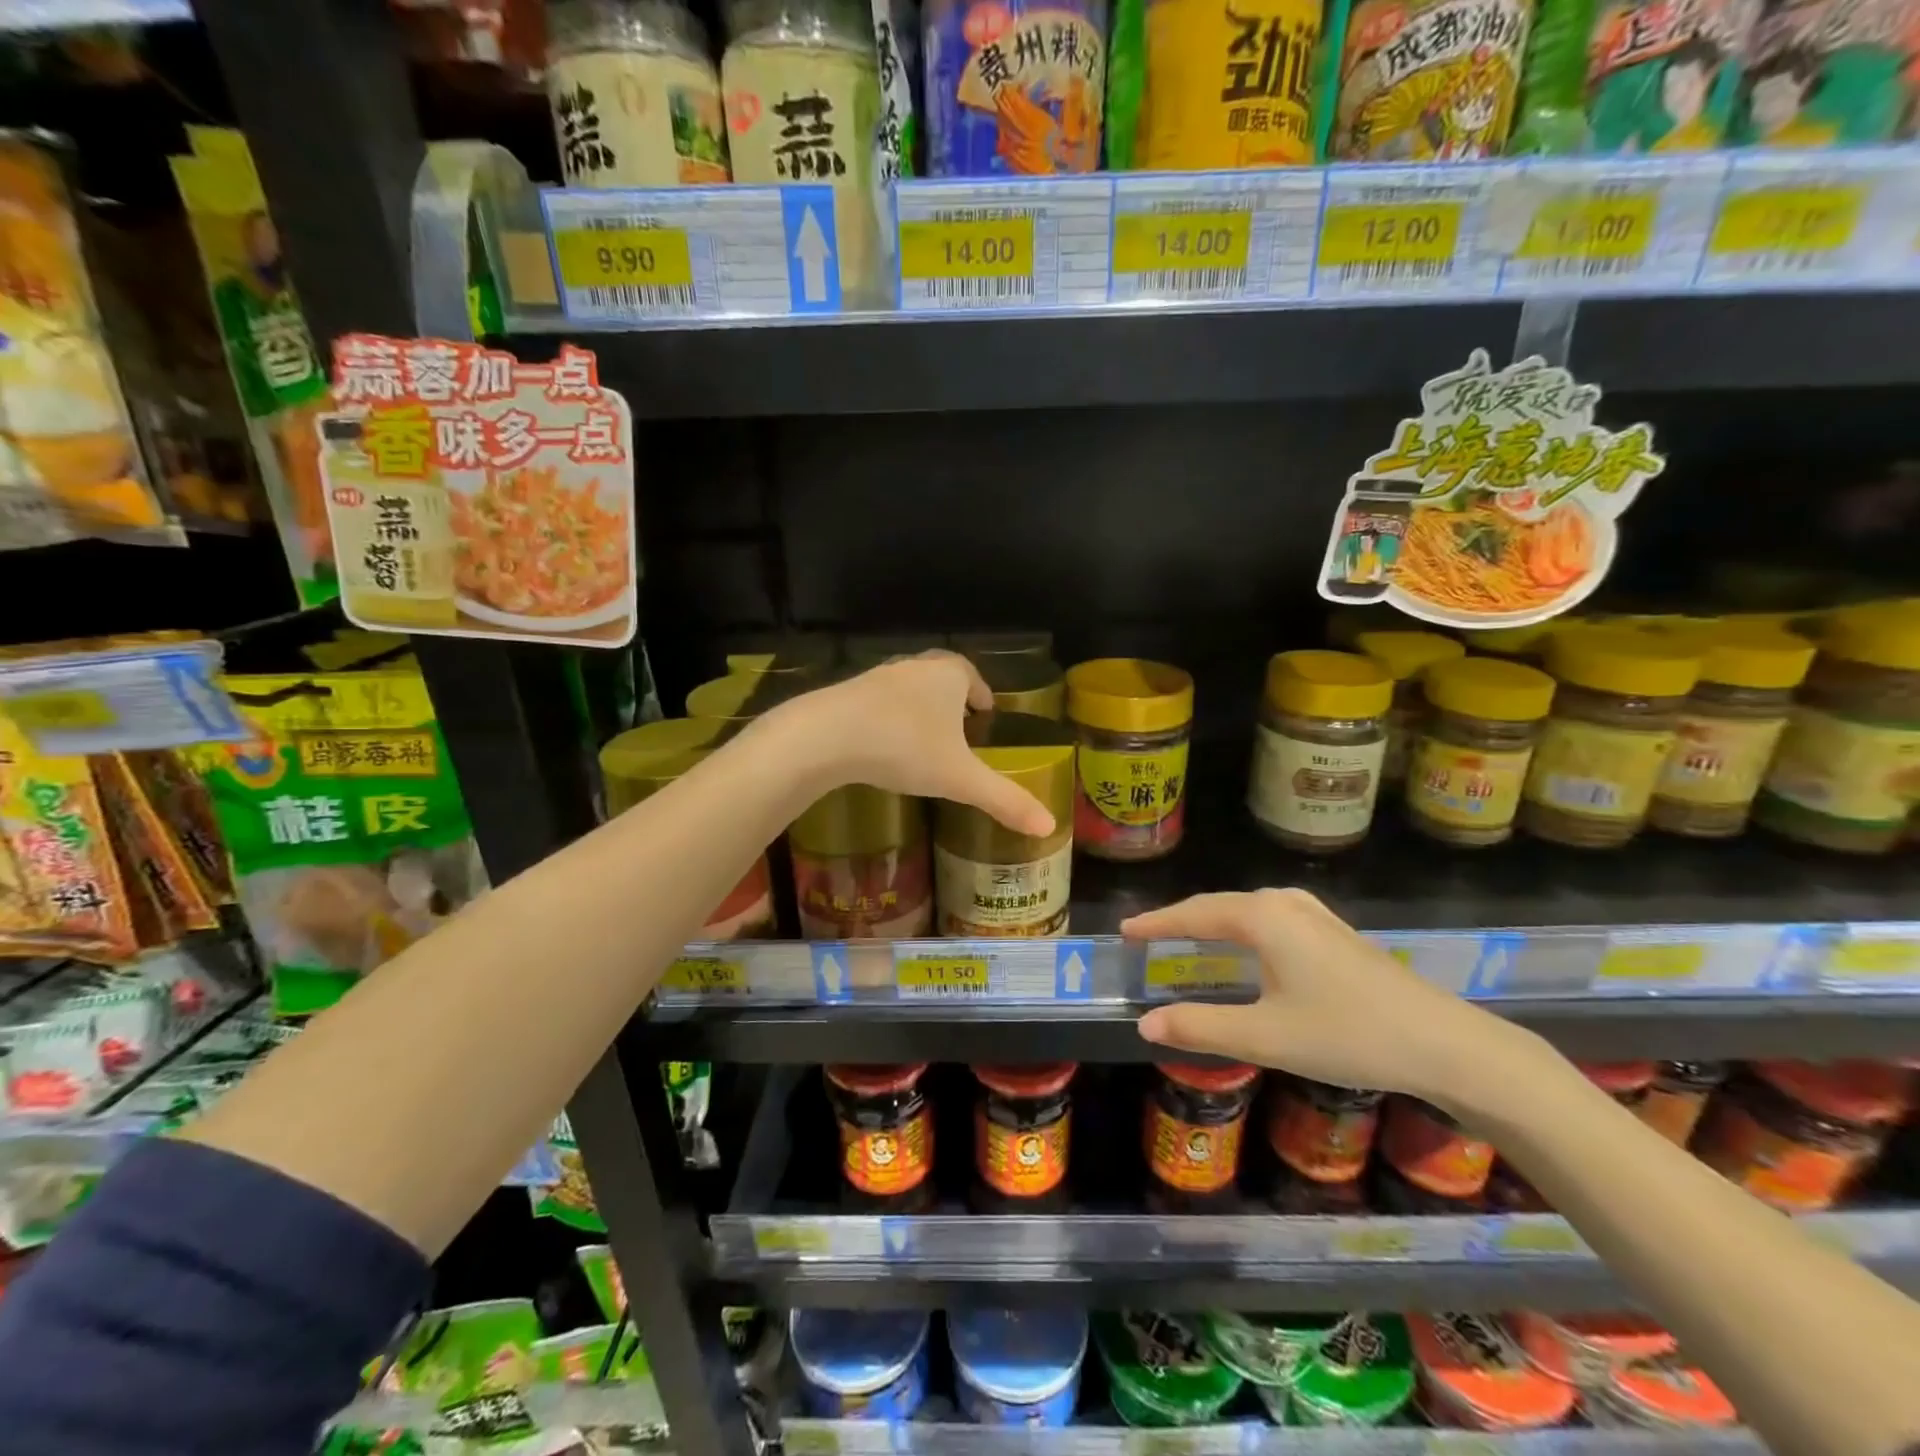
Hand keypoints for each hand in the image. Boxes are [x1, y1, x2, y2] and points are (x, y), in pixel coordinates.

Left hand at [775, 652, 1054, 837]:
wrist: (828, 735)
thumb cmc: (906, 748)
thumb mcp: (960, 779)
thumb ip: (1004, 800)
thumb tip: (1049, 825)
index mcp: (948, 676)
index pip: (970, 675)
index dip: (980, 691)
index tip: (984, 709)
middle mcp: (914, 668)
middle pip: (938, 676)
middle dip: (950, 697)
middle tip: (958, 721)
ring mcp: (876, 678)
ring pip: (906, 688)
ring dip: (916, 706)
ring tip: (922, 736)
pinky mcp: (845, 695)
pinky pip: (875, 703)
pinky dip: (885, 718)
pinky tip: (882, 743)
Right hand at [1126, 889, 1533, 1111]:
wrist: (1446, 1045)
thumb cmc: (1348, 1035)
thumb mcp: (1265, 1037)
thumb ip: (1200, 1027)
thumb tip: (1145, 1024)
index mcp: (1262, 918)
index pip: (1193, 914)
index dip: (1156, 923)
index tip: (1124, 930)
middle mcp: (1285, 904)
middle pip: (1218, 906)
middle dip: (1181, 920)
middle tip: (1148, 937)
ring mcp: (1315, 915)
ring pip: (1247, 911)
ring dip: (1213, 923)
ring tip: (1188, 939)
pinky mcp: (1336, 933)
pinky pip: (1271, 919)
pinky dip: (1243, 929)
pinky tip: (1250, 947)